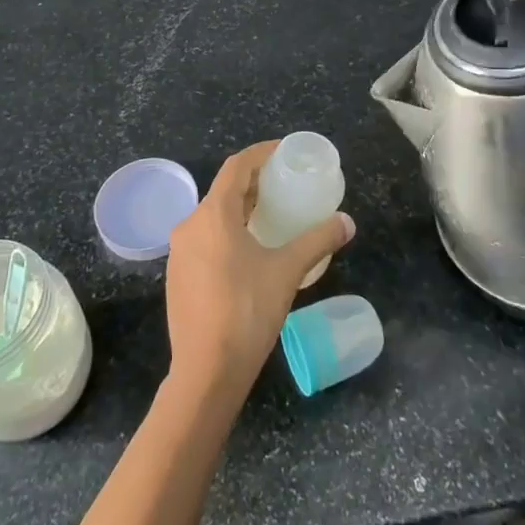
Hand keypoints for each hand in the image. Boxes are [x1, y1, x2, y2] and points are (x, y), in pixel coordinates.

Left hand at [164, 141, 355, 405]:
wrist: (206, 373)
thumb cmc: (247, 312)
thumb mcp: (288, 271)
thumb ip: (318, 241)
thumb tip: (347, 222)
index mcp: (213, 215)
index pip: (236, 167)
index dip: (260, 154)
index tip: (284, 152)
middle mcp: (189, 225)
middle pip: (223, 190)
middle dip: (254, 183)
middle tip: (284, 185)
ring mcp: (179, 252)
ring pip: (212, 216)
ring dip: (240, 209)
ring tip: (271, 216)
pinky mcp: (178, 276)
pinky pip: (204, 239)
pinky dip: (227, 232)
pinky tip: (249, 251)